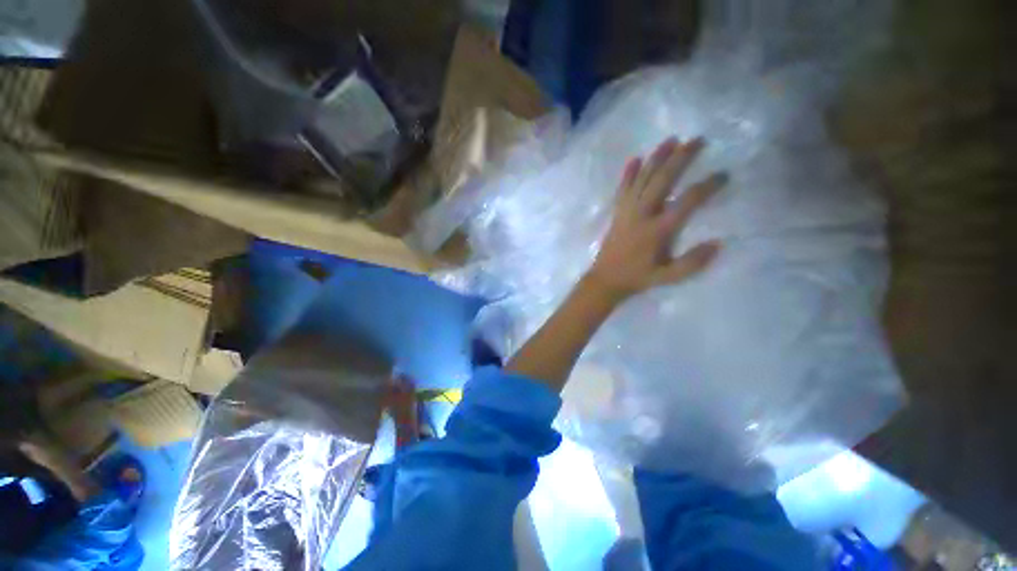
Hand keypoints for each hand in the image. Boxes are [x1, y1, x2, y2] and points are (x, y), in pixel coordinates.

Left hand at [586, 136, 724, 300]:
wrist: (605, 279)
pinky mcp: (616, 213)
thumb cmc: (637, 278)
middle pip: (663, 180)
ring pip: (642, 179)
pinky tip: (635, 159)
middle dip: (681, 158)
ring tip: (670, 140)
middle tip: (697, 140)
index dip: (707, 186)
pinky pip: (622, 189)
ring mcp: (626, 212)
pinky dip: (628, 174)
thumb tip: (718, 243)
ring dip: (656, 158)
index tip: (723, 175)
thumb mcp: (668, 277)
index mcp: (657, 230)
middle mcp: (642, 215)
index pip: (687, 202)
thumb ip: (692, 262)